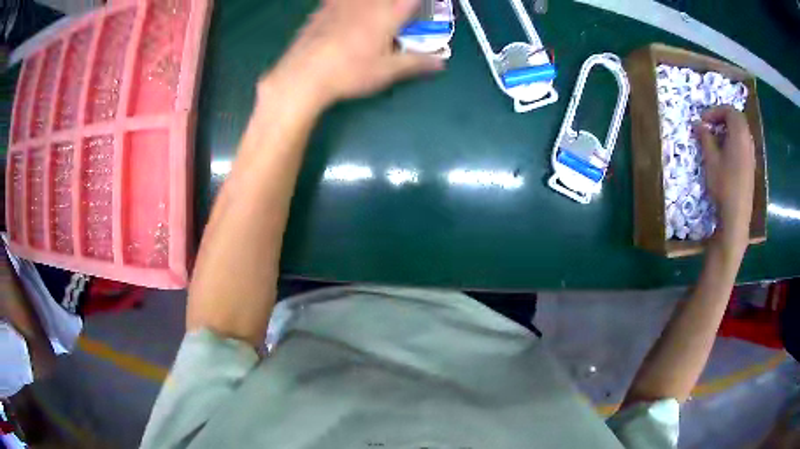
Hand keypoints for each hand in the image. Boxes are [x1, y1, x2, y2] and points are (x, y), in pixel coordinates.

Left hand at [266, 0, 444, 107]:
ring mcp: (342, 3)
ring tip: (376, 10)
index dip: (418, 3)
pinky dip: (346, 2)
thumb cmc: (350, 73)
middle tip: (398, 11)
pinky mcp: (322, 8)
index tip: (419, 7)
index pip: (411, 0)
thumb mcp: (386, 71)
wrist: (304, 75)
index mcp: (387, 15)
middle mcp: (367, 3)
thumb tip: (440, 64)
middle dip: (396, 4)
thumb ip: (415, 63)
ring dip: (373, 3)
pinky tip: (347, 8)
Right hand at [695, 105, 755, 253]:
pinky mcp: (751, 166)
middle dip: (723, 118)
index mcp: (739, 135)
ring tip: (717, 139)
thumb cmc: (723, 185)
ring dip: (729, 130)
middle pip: (737, 119)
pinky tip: (726, 154)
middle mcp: (748, 141)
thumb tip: (698, 124)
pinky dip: (734, 141)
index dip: (715, 111)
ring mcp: (751, 155)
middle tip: (710, 126)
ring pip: (742, 132)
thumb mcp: (710, 160)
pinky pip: (744, 144)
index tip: (704, 121)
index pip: (729, 110)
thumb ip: (705, 138)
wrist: (736, 216)